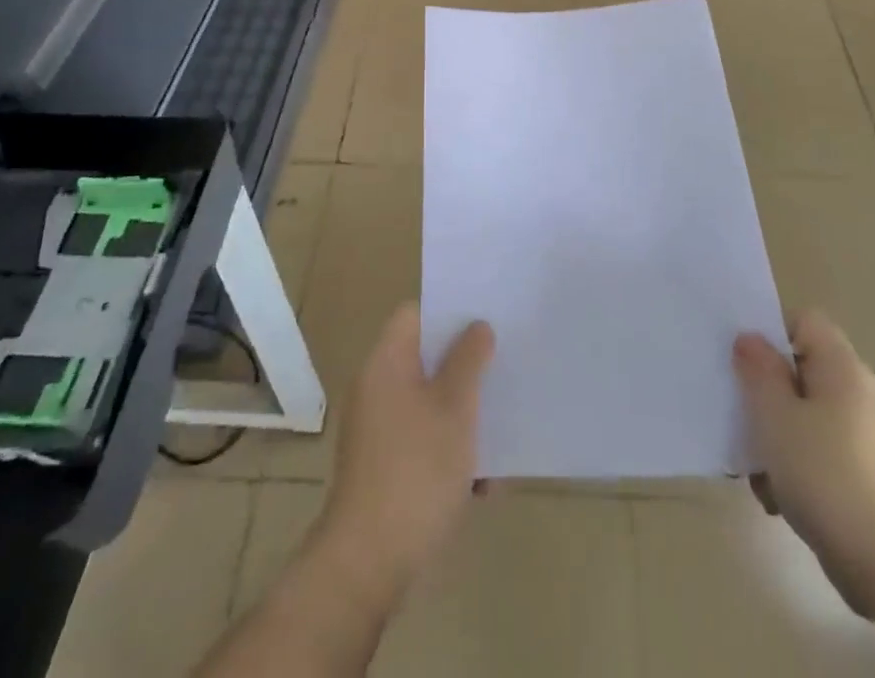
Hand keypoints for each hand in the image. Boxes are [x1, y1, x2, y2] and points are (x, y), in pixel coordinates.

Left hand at [313, 304, 495, 606]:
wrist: (370, 562)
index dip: (449, 312)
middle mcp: (377, 388)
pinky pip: (424, 442)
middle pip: (425, 358)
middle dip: (465, 365)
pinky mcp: (385, 469)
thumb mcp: (455, 407)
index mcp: (386, 362)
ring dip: (463, 414)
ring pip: (429, 403)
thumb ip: (469, 360)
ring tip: (504, 425)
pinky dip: (451, 452)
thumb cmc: (416, 469)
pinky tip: (485, 481)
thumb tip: (477, 326)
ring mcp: (378, 431)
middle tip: (504, 365)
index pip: (415, 314)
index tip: (485, 319)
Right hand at [734, 310, 874, 611]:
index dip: (771, 331)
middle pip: (802, 370)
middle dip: (767, 392)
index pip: (804, 320)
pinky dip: (798, 468)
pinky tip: (779, 499)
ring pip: (807, 416)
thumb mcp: (775, 416)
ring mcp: (867, 437)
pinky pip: (821, 453)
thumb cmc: (826, 475)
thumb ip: (758, 370)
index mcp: (841, 367)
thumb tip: (750, 338)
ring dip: (777, 436)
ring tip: (757, 470)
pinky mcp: (868, 476)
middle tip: (741, 414)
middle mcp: (859, 393)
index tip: (744, 362)